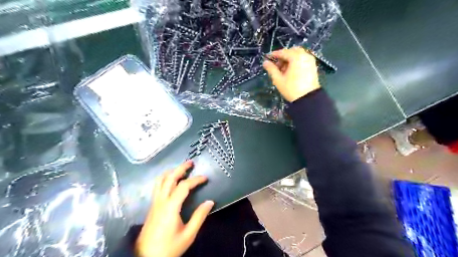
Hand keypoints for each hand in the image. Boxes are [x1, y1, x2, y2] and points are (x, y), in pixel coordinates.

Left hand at [134, 160, 215, 256]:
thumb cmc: (169, 247)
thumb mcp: (188, 234)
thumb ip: (199, 217)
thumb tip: (210, 202)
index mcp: (171, 207)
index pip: (184, 186)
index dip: (195, 179)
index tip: (205, 178)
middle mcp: (161, 201)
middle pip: (169, 178)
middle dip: (181, 168)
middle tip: (190, 162)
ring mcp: (154, 203)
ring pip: (160, 180)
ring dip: (171, 171)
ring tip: (180, 169)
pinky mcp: (152, 207)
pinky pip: (157, 186)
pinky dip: (165, 178)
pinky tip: (171, 181)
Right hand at [263, 47, 318, 100]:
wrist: (307, 99)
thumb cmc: (291, 89)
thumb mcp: (278, 79)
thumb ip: (271, 69)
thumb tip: (265, 62)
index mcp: (296, 57)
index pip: (283, 52)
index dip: (275, 54)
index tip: (268, 58)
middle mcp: (305, 55)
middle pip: (291, 51)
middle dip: (283, 56)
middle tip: (276, 65)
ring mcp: (310, 60)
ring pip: (298, 55)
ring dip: (290, 59)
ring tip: (283, 70)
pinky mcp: (313, 66)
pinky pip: (303, 59)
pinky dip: (296, 62)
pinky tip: (291, 71)